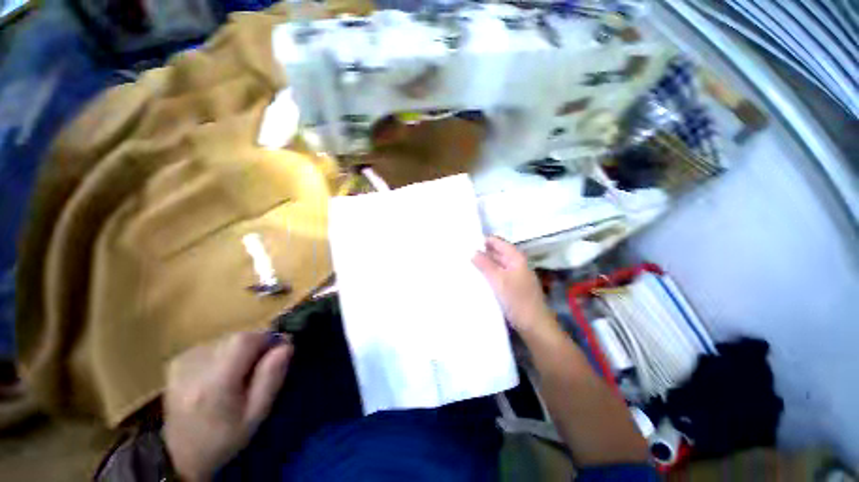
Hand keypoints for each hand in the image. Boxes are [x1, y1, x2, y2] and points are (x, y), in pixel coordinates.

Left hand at [163, 331, 292, 480]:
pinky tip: (211, 382)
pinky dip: (213, 359)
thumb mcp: (254, 418)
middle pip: (229, 339)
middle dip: (248, 349)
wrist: (185, 450)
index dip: (263, 338)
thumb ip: (269, 381)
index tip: (279, 346)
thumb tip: (285, 347)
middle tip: (256, 373)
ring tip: (231, 383)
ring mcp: (181, 360)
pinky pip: (202, 350)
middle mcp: (196, 363)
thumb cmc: (225, 439)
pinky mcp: (174, 360)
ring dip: (230, 355)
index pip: (242, 340)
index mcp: (217, 381)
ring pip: (216, 343)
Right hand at [473, 236, 554, 333]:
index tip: (465, 241)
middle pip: (498, 253)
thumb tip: (473, 251)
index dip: (483, 240)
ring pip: (498, 266)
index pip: (498, 242)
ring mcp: (516, 277)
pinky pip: (499, 278)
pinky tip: (478, 282)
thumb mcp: (498, 281)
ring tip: (465, 266)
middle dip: (482, 253)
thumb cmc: (517, 300)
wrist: (533, 324)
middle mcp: (517, 264)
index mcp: (516, 258)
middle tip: (461, 254)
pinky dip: (489, 277)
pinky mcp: (513, 289)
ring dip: (485, 266)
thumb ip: (485, 265)